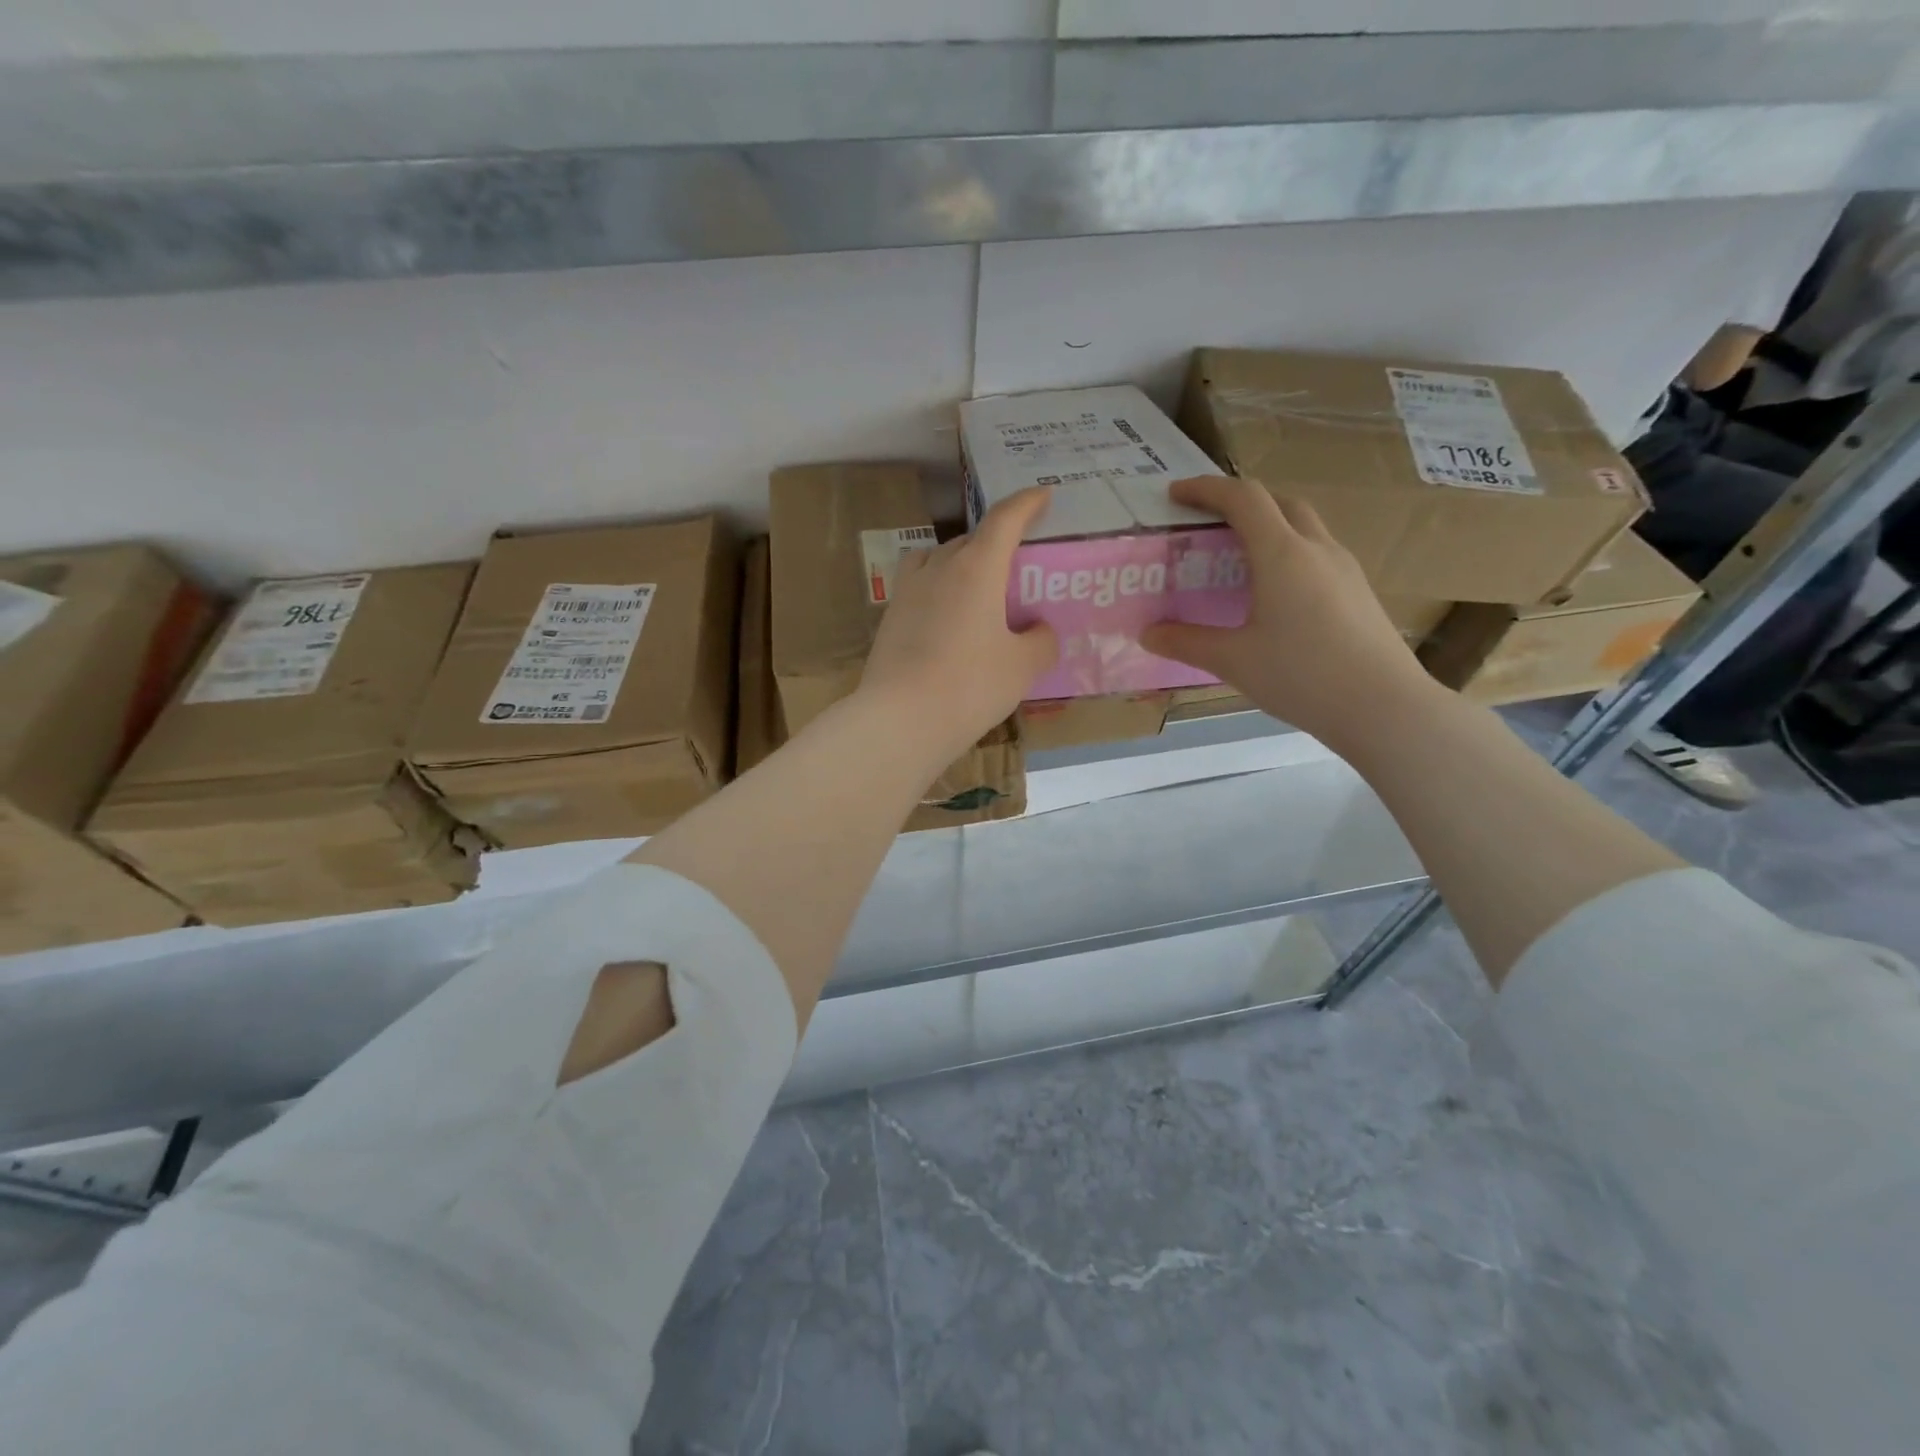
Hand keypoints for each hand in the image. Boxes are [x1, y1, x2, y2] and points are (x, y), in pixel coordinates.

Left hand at [858, 486, 1058, 764]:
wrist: (901, 719)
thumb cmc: (970, 685)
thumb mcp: (1022, 667)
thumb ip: (1041, 641)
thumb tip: (1039, 630)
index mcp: (977, 568)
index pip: (1004, 519)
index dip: (1027, 503)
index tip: (1043, 495)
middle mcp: (939, 568)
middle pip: (970, 538)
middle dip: (996, 542)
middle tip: (1016, 565)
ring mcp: (908, 591)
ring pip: (937, 557)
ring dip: (959, 560)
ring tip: (975, 585)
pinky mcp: (889, 617)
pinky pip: (918, 584)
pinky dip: (937, 587)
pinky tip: (946, 616)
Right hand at [1141, 475, 1439, 748]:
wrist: (1384, 706)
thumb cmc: (1302, 675)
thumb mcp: (1233, 661)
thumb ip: (1187, 642)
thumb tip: (1148, 634)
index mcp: (1282, 554)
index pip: (1243, 498)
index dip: (1206, 489)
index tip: (1175, 495)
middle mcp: (1317, 549)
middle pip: (1280, 502)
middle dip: (1241, 503)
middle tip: (1210, 524)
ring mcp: (1345, 569)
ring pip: (1304, 527)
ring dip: (1269, 527)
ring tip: (1239, 560)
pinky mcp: (1359, 592)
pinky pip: (1317, 555)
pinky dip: (1289, 555)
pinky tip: (1276, 595)